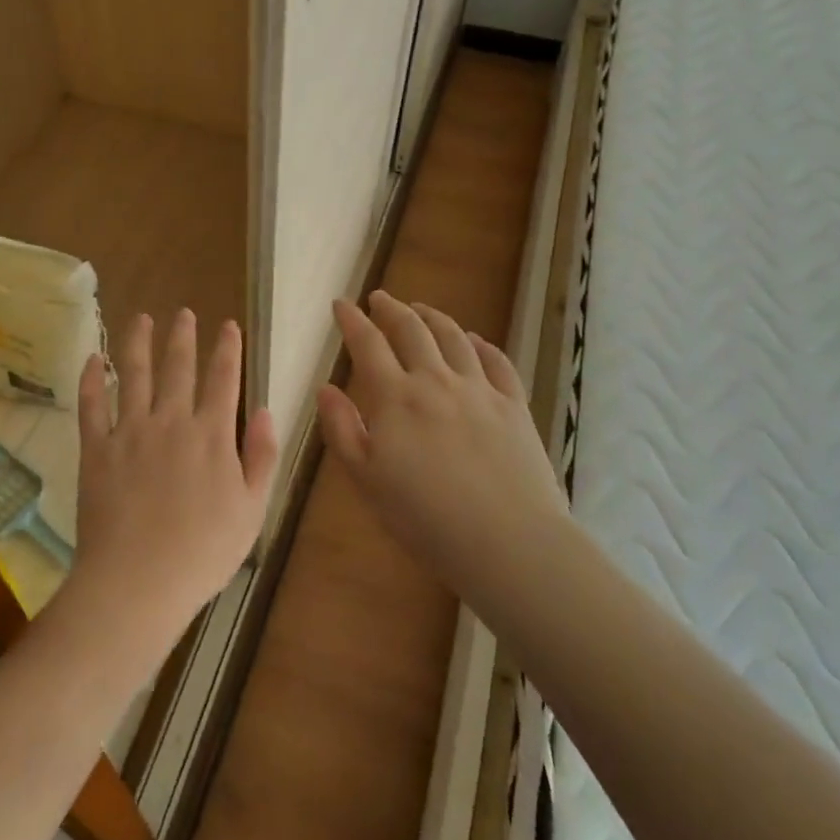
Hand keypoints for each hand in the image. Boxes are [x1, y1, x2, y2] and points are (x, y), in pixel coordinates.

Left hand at [64, 311, 277, 670]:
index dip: (227, 350)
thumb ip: (262, 457)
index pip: (223, 380)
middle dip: (183, 337)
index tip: (228, 326)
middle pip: (178, 368)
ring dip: (139, 343)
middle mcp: (171, 422)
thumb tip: (267, 411)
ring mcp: (130, 432)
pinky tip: (93, 359)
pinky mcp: (96, 449)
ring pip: (135, 375)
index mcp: (212, 436)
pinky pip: (91, 406)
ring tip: (142, 318)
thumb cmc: (202, 553)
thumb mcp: (251, 510)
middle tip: (184, 312)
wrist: (137, 582)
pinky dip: (91, 380)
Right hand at [317, 291, 564, 616]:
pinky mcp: (514, 406)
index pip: (368, 344)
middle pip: (412, 331)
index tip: (341, 303)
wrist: (507, 542)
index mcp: (396, 397)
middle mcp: (436, 381)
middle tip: (379, 298)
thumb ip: (342, 429)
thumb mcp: (366, 480)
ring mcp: (479, 390)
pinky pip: (497, 362)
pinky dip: (482, 344)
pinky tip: (475, 340)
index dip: (352, 320)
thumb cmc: (424, 518)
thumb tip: (325, 387)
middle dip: (391, 309)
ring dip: (433, 317)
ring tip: (422, 309)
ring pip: (454, 338)